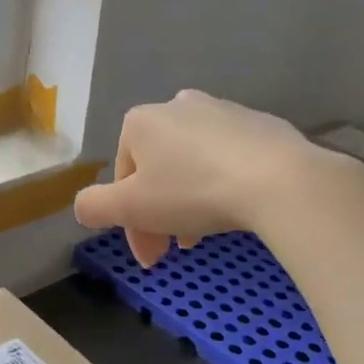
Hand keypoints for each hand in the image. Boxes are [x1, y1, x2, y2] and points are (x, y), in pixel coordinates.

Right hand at [74, 91, 361, 265]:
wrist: (281, 180)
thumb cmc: (194, 191)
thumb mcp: (131, 208)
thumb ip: (94, 206)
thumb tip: (83, 207)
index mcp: (140, 122)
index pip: (122, 178)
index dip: (129, 224)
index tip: (151, 257)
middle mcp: (177, 106)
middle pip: (157, 170)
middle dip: (159, 214)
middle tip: (175, 252)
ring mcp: (222, 111)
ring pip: (192, 165)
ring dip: (189, 202)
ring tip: (205, 235)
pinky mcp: (260, 123)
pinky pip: (228, 159)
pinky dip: (222, 184)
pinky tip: (235, 208)